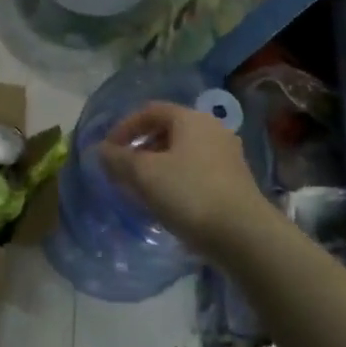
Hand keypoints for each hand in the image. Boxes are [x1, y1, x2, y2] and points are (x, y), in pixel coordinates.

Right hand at [97, 102, 268, 253]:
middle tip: (123, 170)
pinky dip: (176, 179)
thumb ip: (118, 159)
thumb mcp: (144, 175)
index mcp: (191, 119)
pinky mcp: (234, 181)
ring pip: (182, 152)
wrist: (244, 235)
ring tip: (141, 189)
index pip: (150, 111)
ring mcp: (227, 156)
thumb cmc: (189, 194)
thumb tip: (101, 151)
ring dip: (157, 166)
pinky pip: (196, 171)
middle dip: (140, 148)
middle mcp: (212, 130)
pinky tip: (167, 202)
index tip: (107, 151)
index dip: (124, 127)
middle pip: (167, 130)